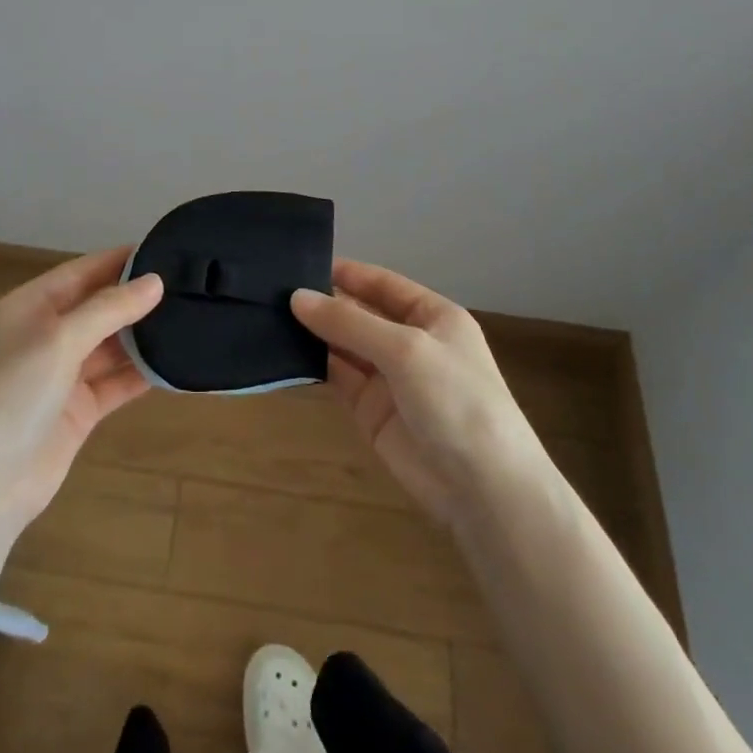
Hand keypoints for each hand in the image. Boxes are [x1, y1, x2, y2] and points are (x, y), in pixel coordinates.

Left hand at [0, 247, 162, 536]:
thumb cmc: (13, 396)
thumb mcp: (60, 340)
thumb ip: (109, 309)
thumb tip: (155, 281)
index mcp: (27, 308)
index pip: (80, 272)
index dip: (119, 260)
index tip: (164, 249)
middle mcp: (44, 336)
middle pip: (96, 307)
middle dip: (135, 298)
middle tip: (187, 285)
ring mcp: (60, 375)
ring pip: (109, 346)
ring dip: (142, 336)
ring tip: (189, 318)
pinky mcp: (77, 410)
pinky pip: (115, 382)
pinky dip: (140, 374)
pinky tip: (174, 362)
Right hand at [293, 259, 541, 522]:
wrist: (484, 490)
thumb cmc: (455, 400)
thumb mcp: (405, 349)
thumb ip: (350, 322)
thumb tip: (297, 297)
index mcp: (433, 316)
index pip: (383, 284)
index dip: (346, 273)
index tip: (301, 263)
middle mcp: (410, 342)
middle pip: (360, 313)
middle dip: (324, 303)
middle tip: (273, 290)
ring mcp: (390, 377)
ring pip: (344, 345)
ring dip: (314, 332)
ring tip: (269, 315)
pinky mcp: (371, 411)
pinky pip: (338, 377)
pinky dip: (314, 364)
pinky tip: (283, 351)